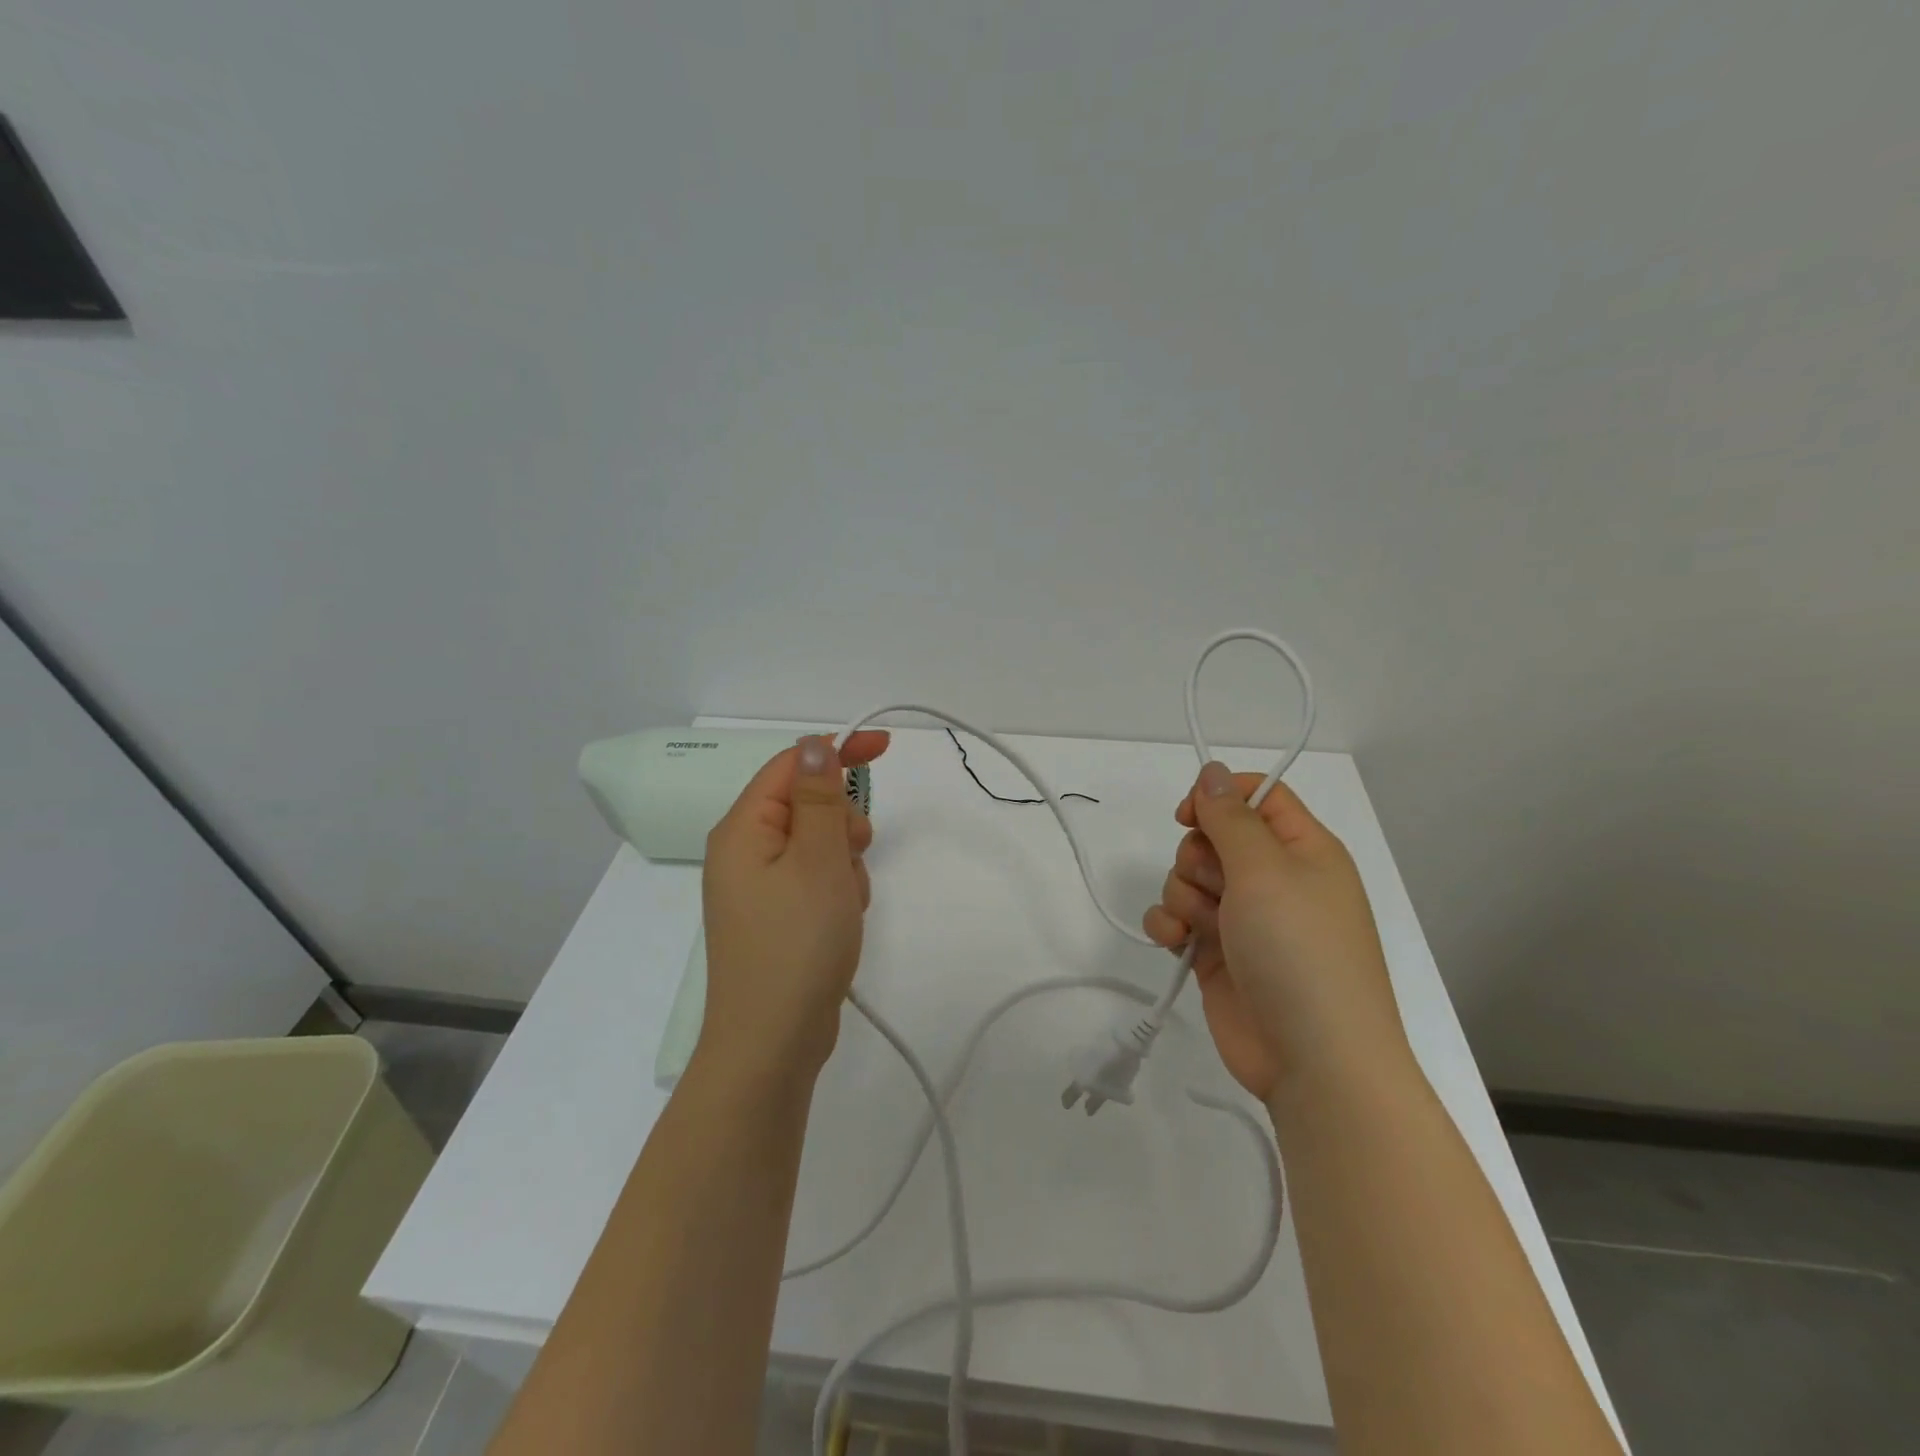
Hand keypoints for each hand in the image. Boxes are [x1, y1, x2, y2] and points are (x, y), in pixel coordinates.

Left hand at [698, 731, 890, 1083]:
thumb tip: (814, 746)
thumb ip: (820, 798)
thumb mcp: (818, 860)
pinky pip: (814, 879)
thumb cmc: (797, 943)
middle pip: (806, 805)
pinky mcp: (776, 916)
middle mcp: (744, 852)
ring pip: (818, 845)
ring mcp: (759, 888)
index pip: (791, 765)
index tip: (885, 749)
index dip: (837, 751)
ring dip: (844, 862)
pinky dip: (837, 889)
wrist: (773, 1043)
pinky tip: (842, 921)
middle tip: (855, 853)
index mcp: (743, 829)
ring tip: (847, 902)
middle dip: (842, 822)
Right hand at [1143, 761, 1409, 1102]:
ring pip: (1188, 877)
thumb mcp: (1266, 871)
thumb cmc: (1299, 951)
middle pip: (1213, 837)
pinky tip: (1175, 941)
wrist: (1313, 1060)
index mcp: (1303, 850)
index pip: (1257, 796)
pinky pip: (1177, 918)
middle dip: (1198, 857)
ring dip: (1182, 895)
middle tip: (1215, 886)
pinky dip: (1169, 924)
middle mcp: (1273, 879)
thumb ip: (1231, 818)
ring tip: (1201, 926)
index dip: (1218, 797)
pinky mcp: (1215, 952)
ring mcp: (1243, 918)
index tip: (1189, 814)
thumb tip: (1212, 772)